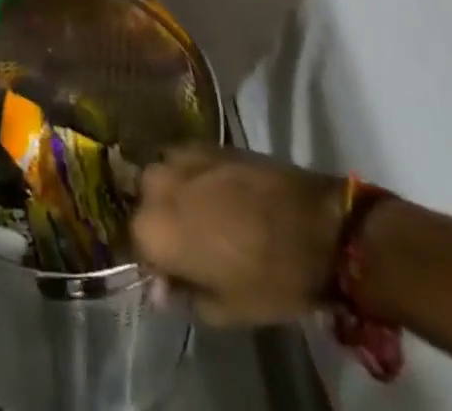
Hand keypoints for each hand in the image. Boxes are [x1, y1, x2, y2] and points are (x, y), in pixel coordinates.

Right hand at [131, 147, 346, 325]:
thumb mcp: (226, 309)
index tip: (175, 274)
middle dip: (159, 220)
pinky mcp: (204, 141)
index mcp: (153, 229)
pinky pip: (183, 159)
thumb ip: (184, 297)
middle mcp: (155, 185)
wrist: (315, 224)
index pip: (136, 245)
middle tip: (188, 242)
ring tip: (201, 213)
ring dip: (172, 193)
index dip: (155, 262)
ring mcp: (179, 156)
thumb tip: (162, 288)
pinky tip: (214, 191)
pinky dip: (190, 175)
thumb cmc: (269, 277)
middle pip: (144, 203)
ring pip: (161, 176)